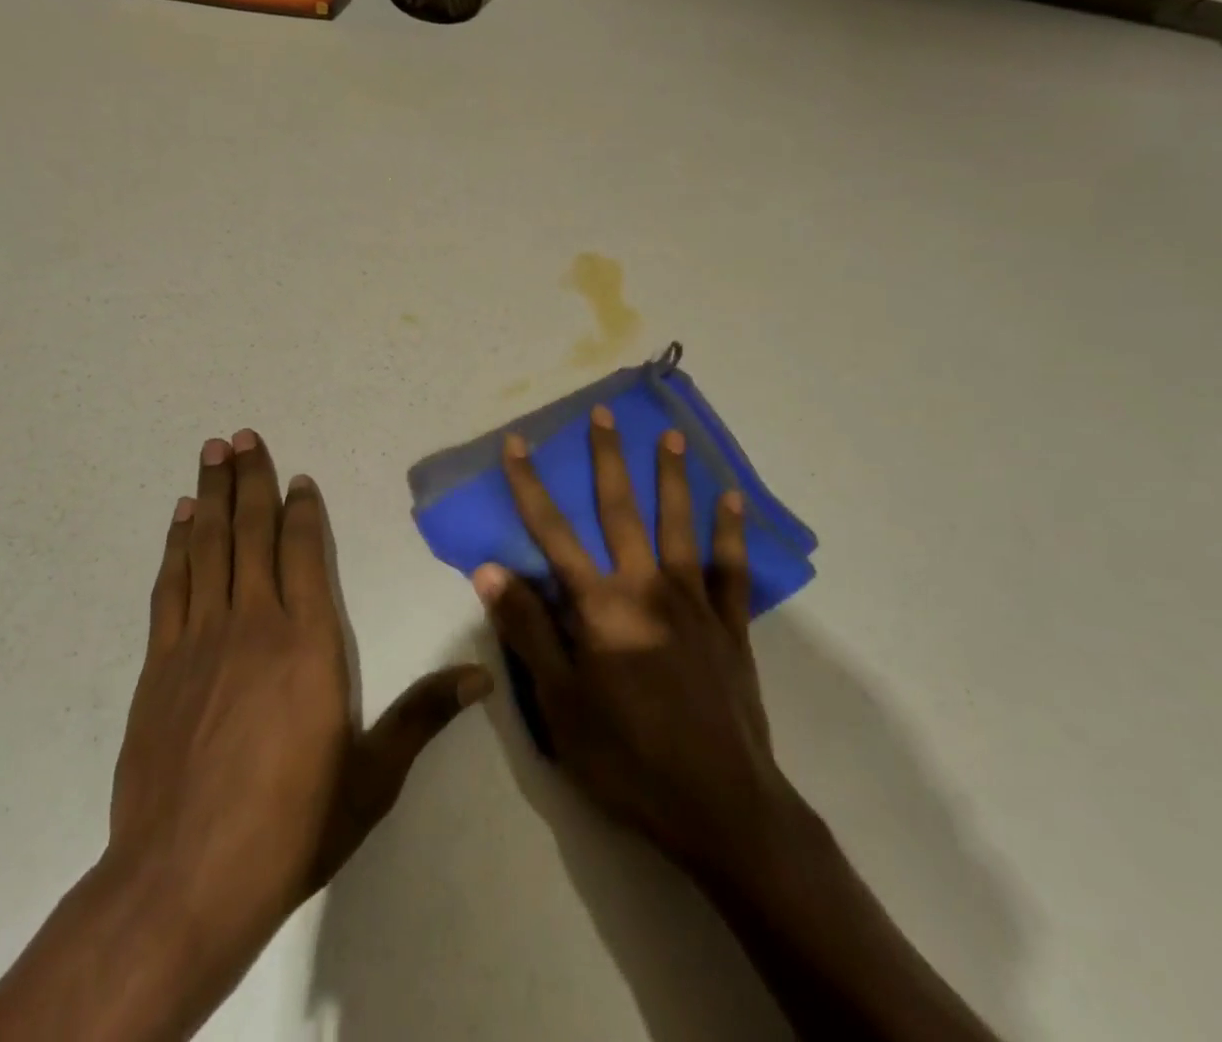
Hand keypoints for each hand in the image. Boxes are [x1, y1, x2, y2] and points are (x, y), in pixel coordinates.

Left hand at [106, 430, 489, 1028]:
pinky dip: (178, 545)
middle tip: (241, 435)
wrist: (183, 881)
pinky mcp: (160, 663)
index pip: (306, 553)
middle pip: (253, 533)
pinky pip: (172, 585)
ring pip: (209, 546)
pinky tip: (182, 518)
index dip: (303, 509)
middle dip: (251, 480)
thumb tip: (482, 676)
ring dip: (212, 496)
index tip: (299, 476)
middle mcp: (255, 623)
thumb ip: (422, 717)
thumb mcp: (371, 778)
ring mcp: (201, 639)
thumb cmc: (290, 826)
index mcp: (309, 642)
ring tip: (212, 451)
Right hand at [471, 407, 804, 880]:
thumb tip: (490, 571)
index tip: (516, 444)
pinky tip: (731, 499)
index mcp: (600, 607)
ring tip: (670, 436)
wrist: (721, 807)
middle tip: (605, 413)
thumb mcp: (560, 705)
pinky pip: (730, 568)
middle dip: (608, 459)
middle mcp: (647, 588)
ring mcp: (694, 603)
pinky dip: (730, 532)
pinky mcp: (730, 626)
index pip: (553, 534)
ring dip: (672, 477)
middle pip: (621, 510)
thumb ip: (528, 631)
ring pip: (679, 525)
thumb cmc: (628, 758)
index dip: (530, 486)